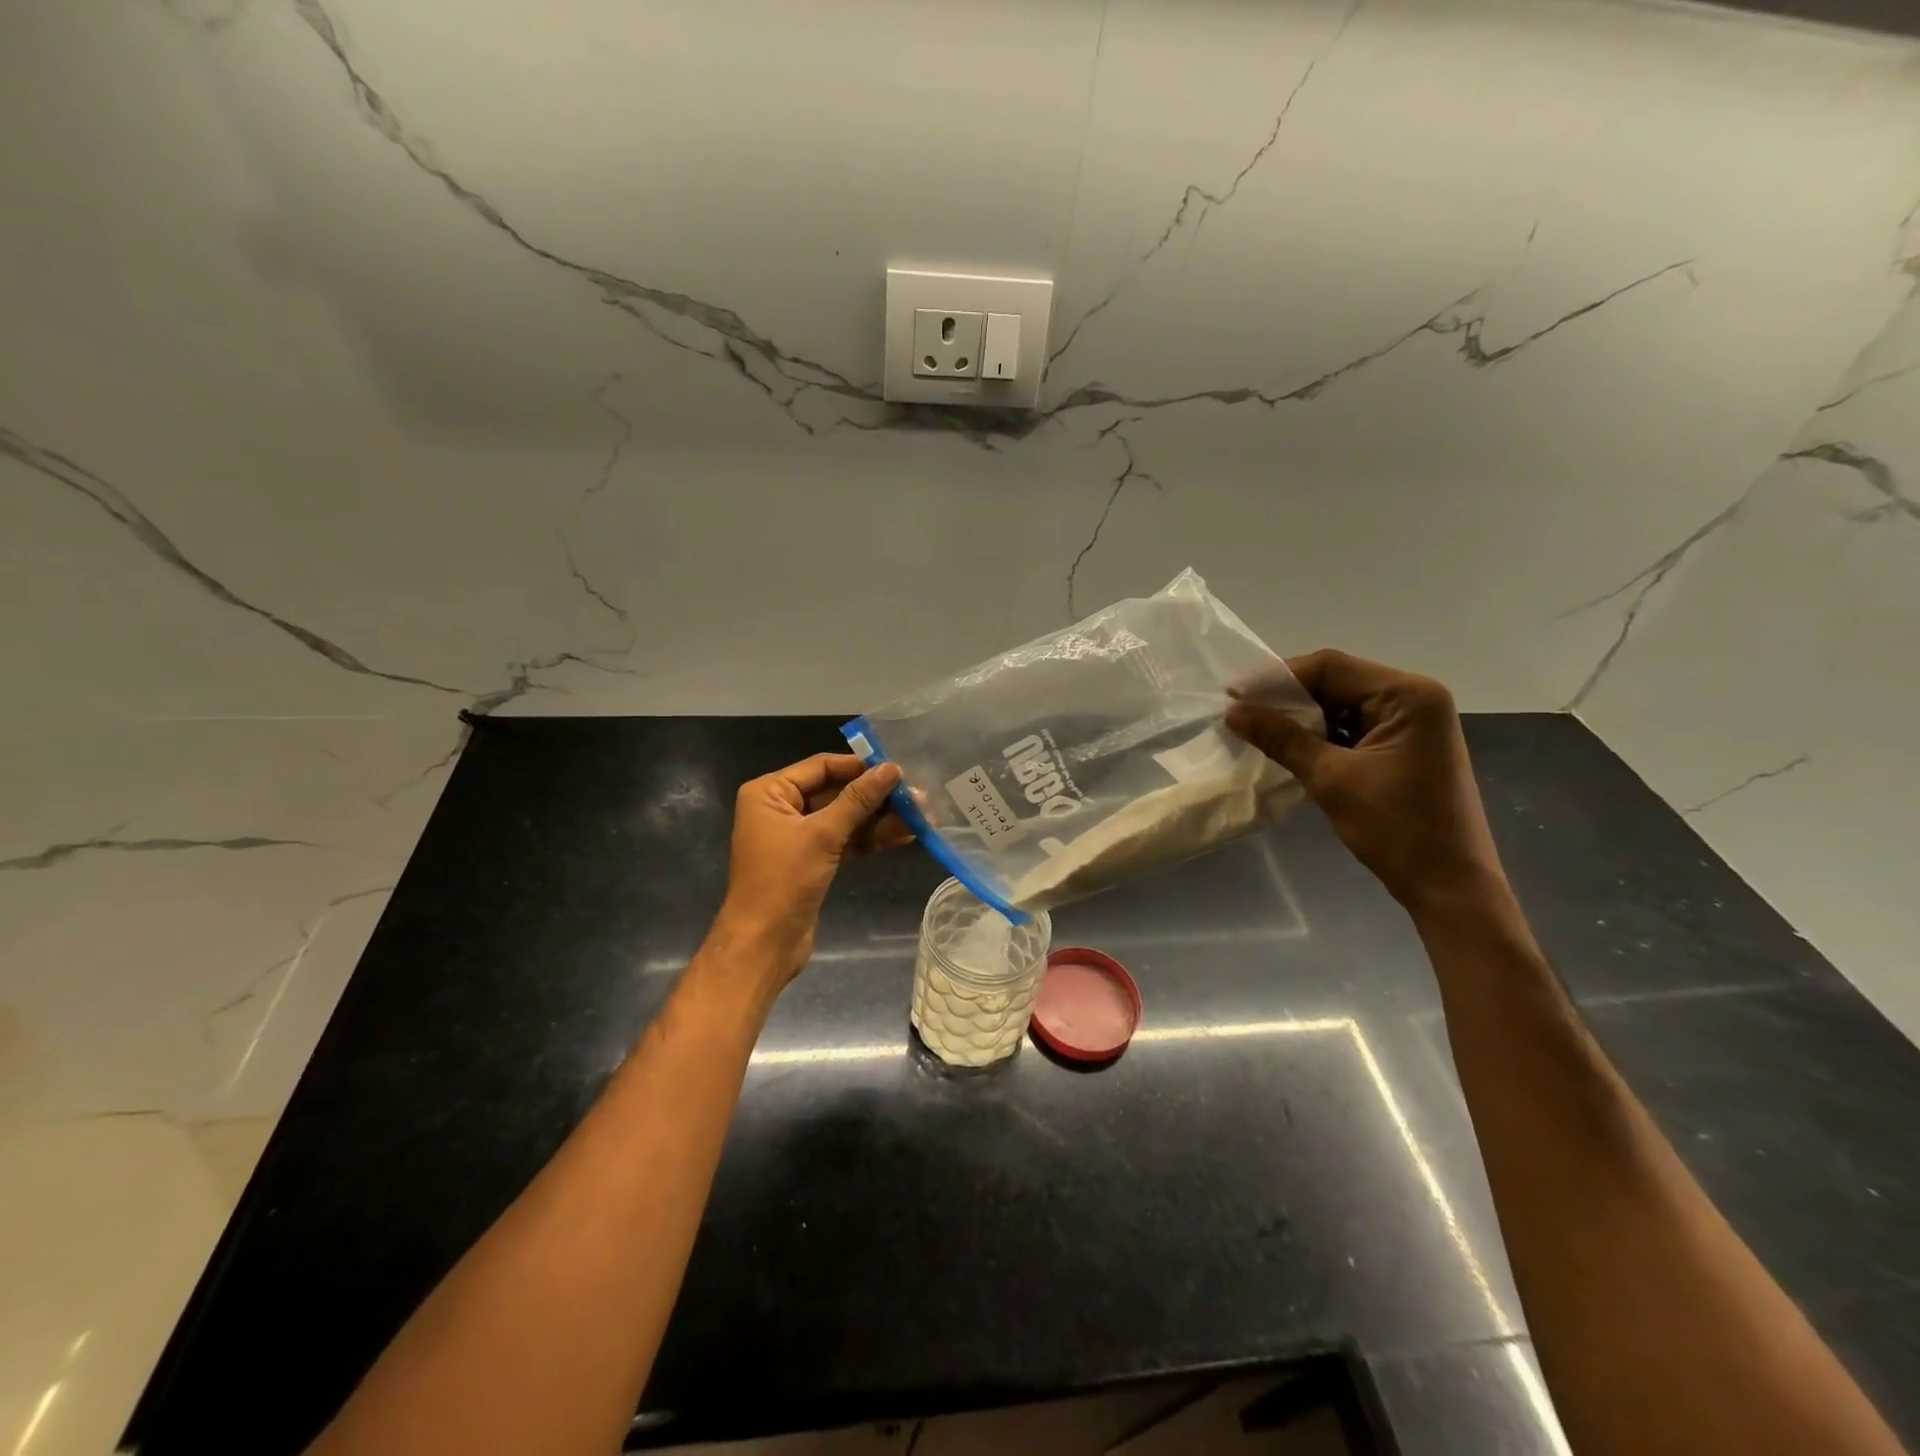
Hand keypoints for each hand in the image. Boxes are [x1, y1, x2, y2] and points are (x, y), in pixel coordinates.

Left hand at [713, 752, 909, 984]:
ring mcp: (797, 836)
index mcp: (770, 792)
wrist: (763, 945)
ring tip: (920, 817)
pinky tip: (904, 836)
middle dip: (876, 796)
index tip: (898, 769)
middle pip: (836, 791)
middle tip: (917, 797)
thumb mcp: (823, 835)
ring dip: (879, 819)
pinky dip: (870, 839)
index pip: (821, 766)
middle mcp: (781, 808)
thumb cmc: (784, 881)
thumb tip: (891, 768)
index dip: (860, 766)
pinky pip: (845, 840)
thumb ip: (858, 799)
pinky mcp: (812, 860)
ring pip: (844, 818)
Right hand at [1225, 649, 1508, 918]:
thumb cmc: (1397, 829)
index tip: (1233, 693)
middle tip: (1240, 712)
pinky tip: (1288, 746)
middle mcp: (1414, 698)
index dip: (1277, 677)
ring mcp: (1412, 723)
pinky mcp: (1404, 746)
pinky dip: (1320, 734)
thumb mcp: (1331, 779)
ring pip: (1342, 704)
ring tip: (1257, 730)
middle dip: (1287, 697)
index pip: (1330, 667)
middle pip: (1337, 681)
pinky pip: (1353, 727)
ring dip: (1301, 717)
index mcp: (1408, 695)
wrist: (1450, 886)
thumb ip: (1282, 738)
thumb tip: (1233, 712)